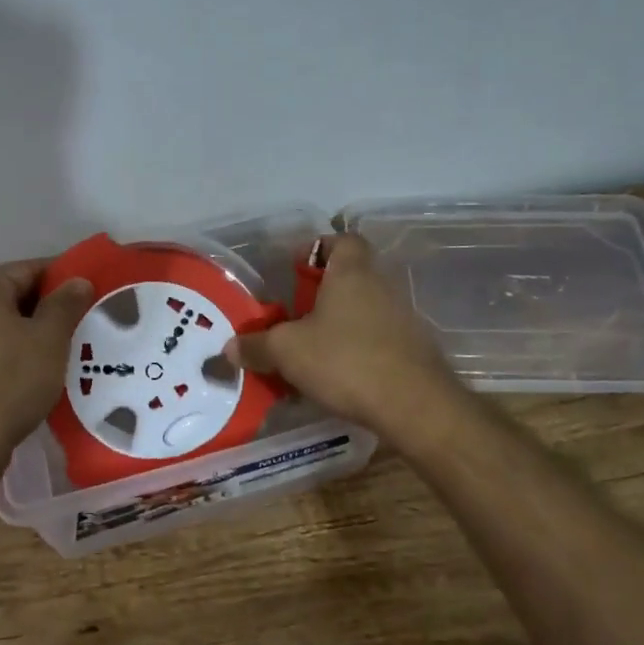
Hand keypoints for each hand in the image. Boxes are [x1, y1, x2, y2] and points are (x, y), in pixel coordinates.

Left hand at [0, 262, 92, 469]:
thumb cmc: (11, 381)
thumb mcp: (50, 339)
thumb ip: (65, 304)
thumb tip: (78, 280)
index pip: (28, 270)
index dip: (61, 280)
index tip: (87, 296)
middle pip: (10, 299)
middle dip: (43, 311)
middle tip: (77, 328)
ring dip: (25, 337)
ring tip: (56, 357)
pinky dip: (5, 359)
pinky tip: (25, 381)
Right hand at [227, 235, 461, 438]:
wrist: (413, 404)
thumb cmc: (345, 360)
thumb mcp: (288, 352)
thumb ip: (257, 346)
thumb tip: (230, 347)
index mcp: (351, 273)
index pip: (342, 240)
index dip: (319, 248)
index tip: (296, 269)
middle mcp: (380, 286)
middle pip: (349, 278)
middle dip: (320, 295)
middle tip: (292, 318)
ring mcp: (401, 318)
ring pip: (361, 312)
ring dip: (337, 326)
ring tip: (308, 353)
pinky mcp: (411, 350)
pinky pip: (375, 340)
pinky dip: (355, 351)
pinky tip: (335, 378)